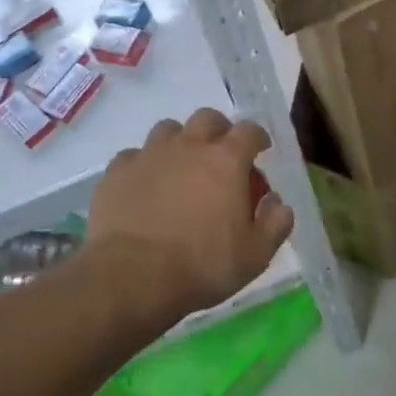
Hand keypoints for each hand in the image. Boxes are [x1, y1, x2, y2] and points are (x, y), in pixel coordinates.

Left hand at [89, 108, 294, 320]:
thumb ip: (275, 224)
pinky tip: (144, 186)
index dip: (257, 137)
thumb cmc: (201, 265)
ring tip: (180, 168)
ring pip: (168, 130)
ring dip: (179, 142)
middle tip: (220, 156)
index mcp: (226, 160)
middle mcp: (188, 146)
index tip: (260, 150)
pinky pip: (134, 156)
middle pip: (207, 118)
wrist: (132, 277)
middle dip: (219, 131)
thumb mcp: (255, 255)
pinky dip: (144, 165)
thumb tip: (278, 203)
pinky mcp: (117, 171)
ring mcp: (149, 155)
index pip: (249, 130)